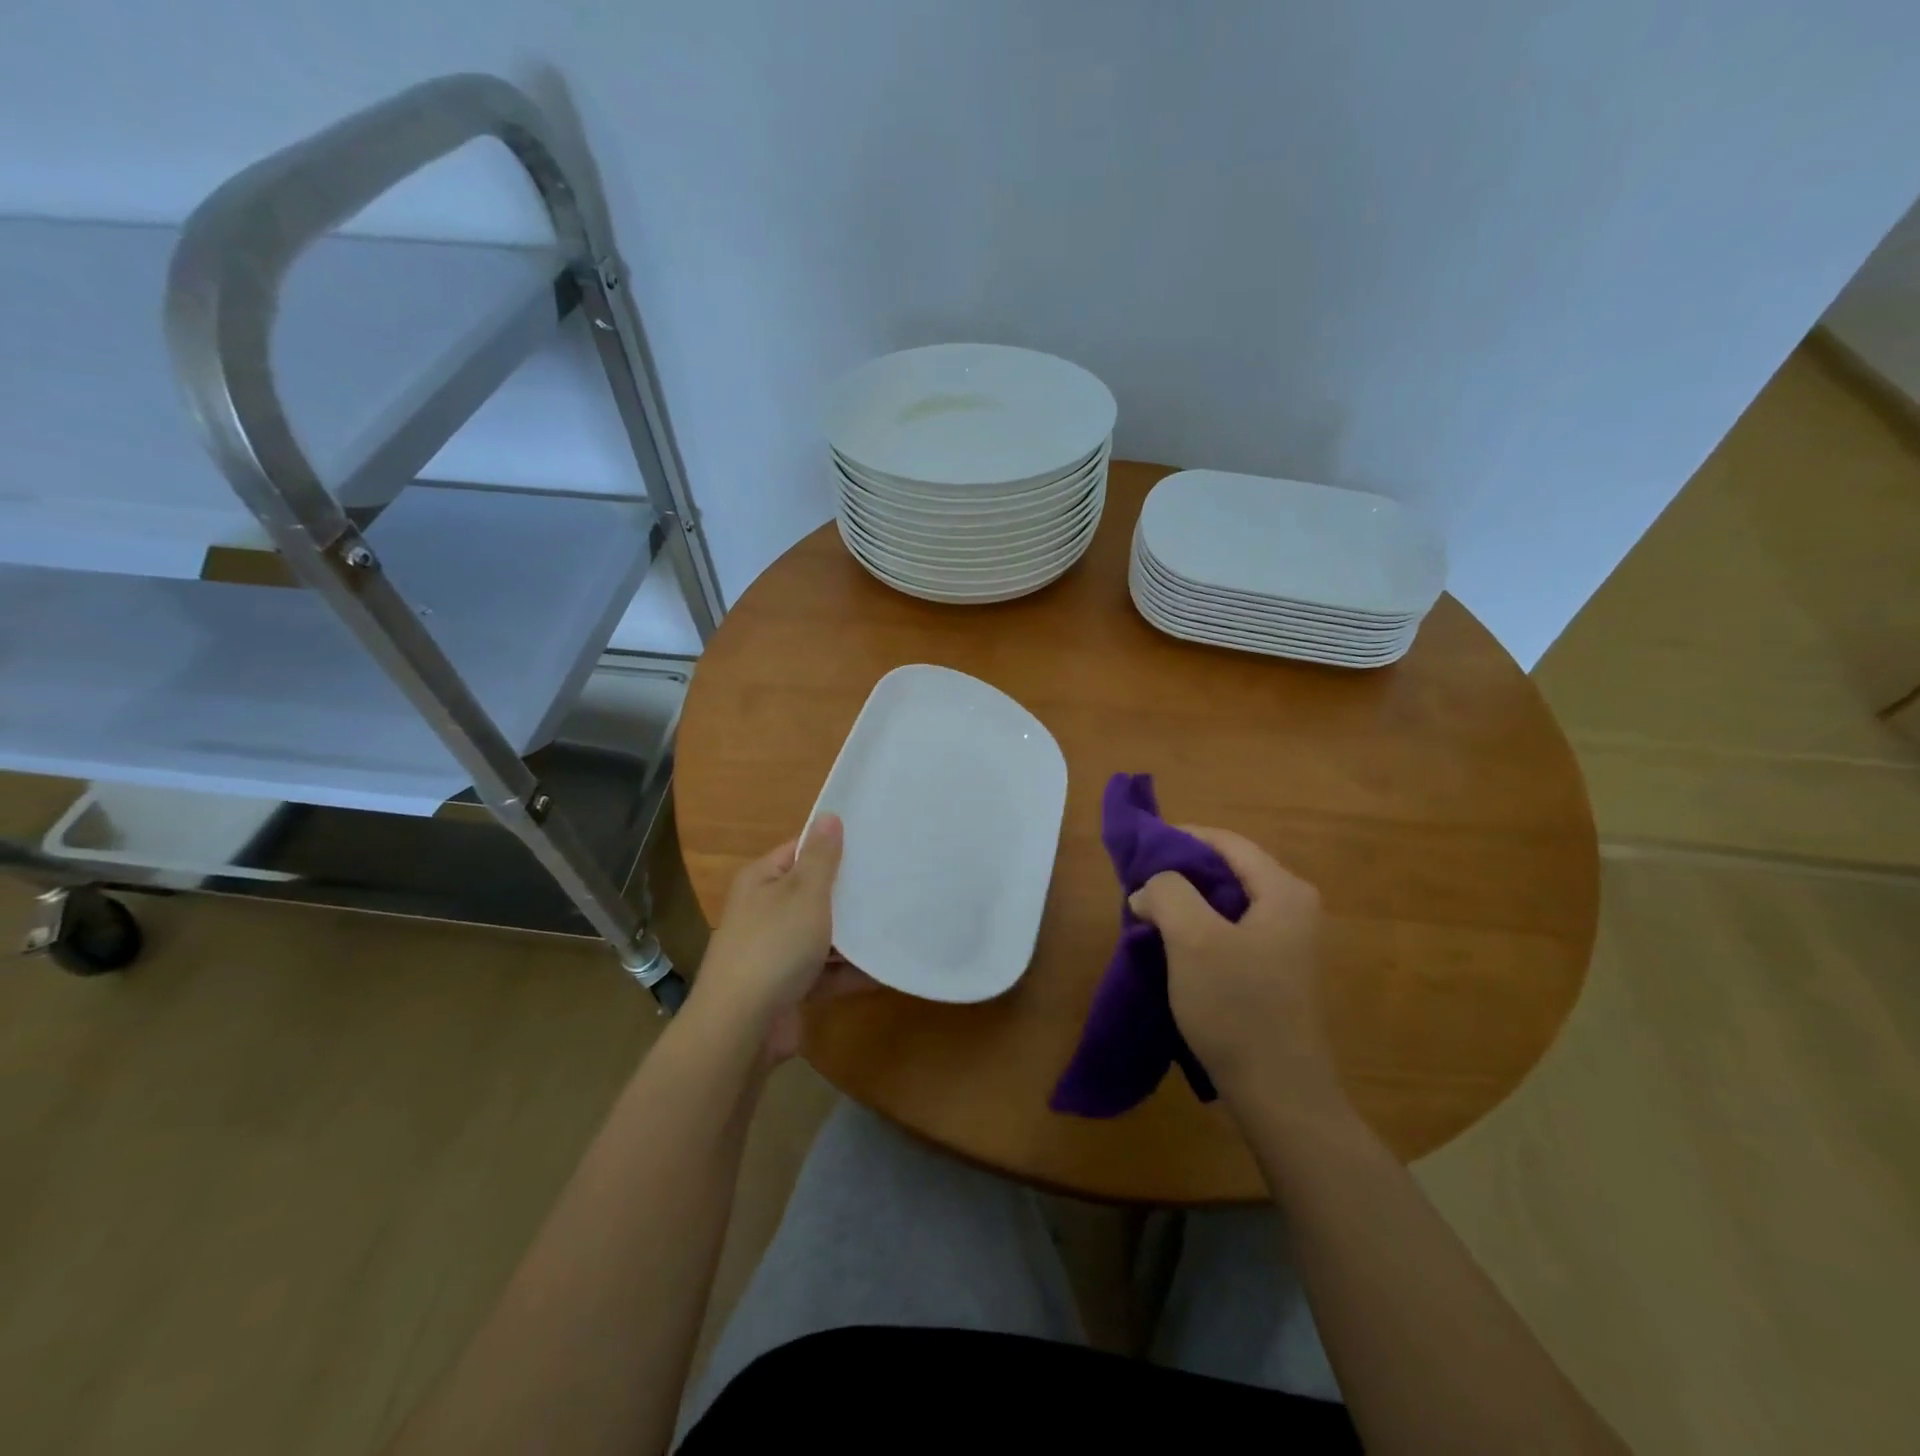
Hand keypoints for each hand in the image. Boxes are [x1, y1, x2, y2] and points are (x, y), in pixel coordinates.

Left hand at [692, 816, 871, 1060]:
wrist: (742, 1028)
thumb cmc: (774, 946)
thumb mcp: (804, 893)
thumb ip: (821, 857)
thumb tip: (829, 815)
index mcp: (762, 881)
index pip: (800, 850)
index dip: (832, 846)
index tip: (873, 843)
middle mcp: (765, 912)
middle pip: (812, 894)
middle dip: (848, 892)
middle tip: (892, 880)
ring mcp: (776, 952)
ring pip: (821, 935)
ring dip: (853, 935)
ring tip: (896, 921)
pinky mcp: (789, 987)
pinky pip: (826, 972)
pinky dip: (850, 972)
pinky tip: (885, 969)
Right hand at [1129, 826, 1344, 1115]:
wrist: (1280, 1096)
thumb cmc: (1238, 1009)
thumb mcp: (1193, 940)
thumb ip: (1167, 893)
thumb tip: (1149, 889)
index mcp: (1283, 891)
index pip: (1226, 842)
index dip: (1180, 838)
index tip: (1138, 852)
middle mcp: (1293, 908)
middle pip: (1226, 871)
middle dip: (1179, 875)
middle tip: (1139, 889)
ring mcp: (1287, 943)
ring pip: (1224, 904)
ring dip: (1185, 905)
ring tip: (1148, 918)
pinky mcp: (1274, 973)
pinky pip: (1230, 933)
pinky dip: (1198, 932)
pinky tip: (1172, 951)